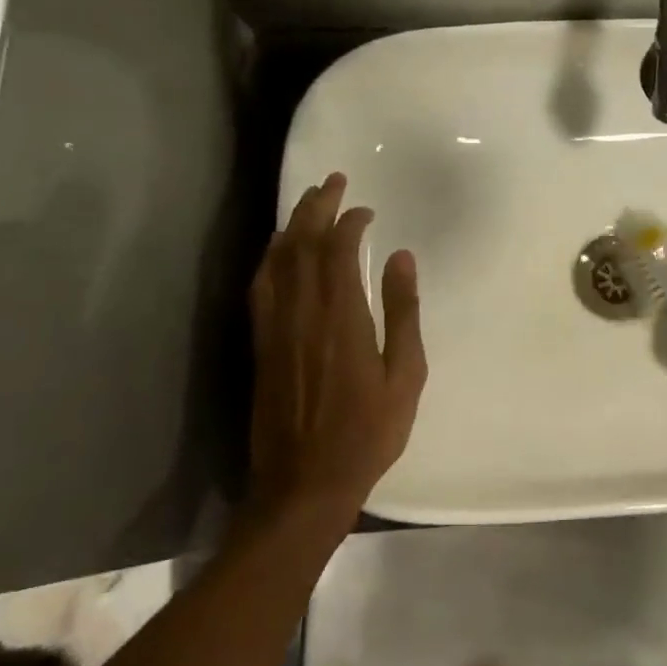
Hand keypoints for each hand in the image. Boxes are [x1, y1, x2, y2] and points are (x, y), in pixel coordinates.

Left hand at [249, 173, 426, 516]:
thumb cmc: (368, 432)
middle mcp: (302, 313)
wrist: (304, 484)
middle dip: (317, 207)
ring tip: (307, 202)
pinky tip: (277, 250)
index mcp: (342, 318)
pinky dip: (270, 258)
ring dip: (292, 225)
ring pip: (277, 261)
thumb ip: (403, 313)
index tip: (366, 209)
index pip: (339, 251)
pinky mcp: (260, 345)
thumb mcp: (405, 375)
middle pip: (303, 245)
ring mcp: (275, 328)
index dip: (350, 222)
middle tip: (333, 181)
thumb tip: (402, 258)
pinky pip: (261, 287)